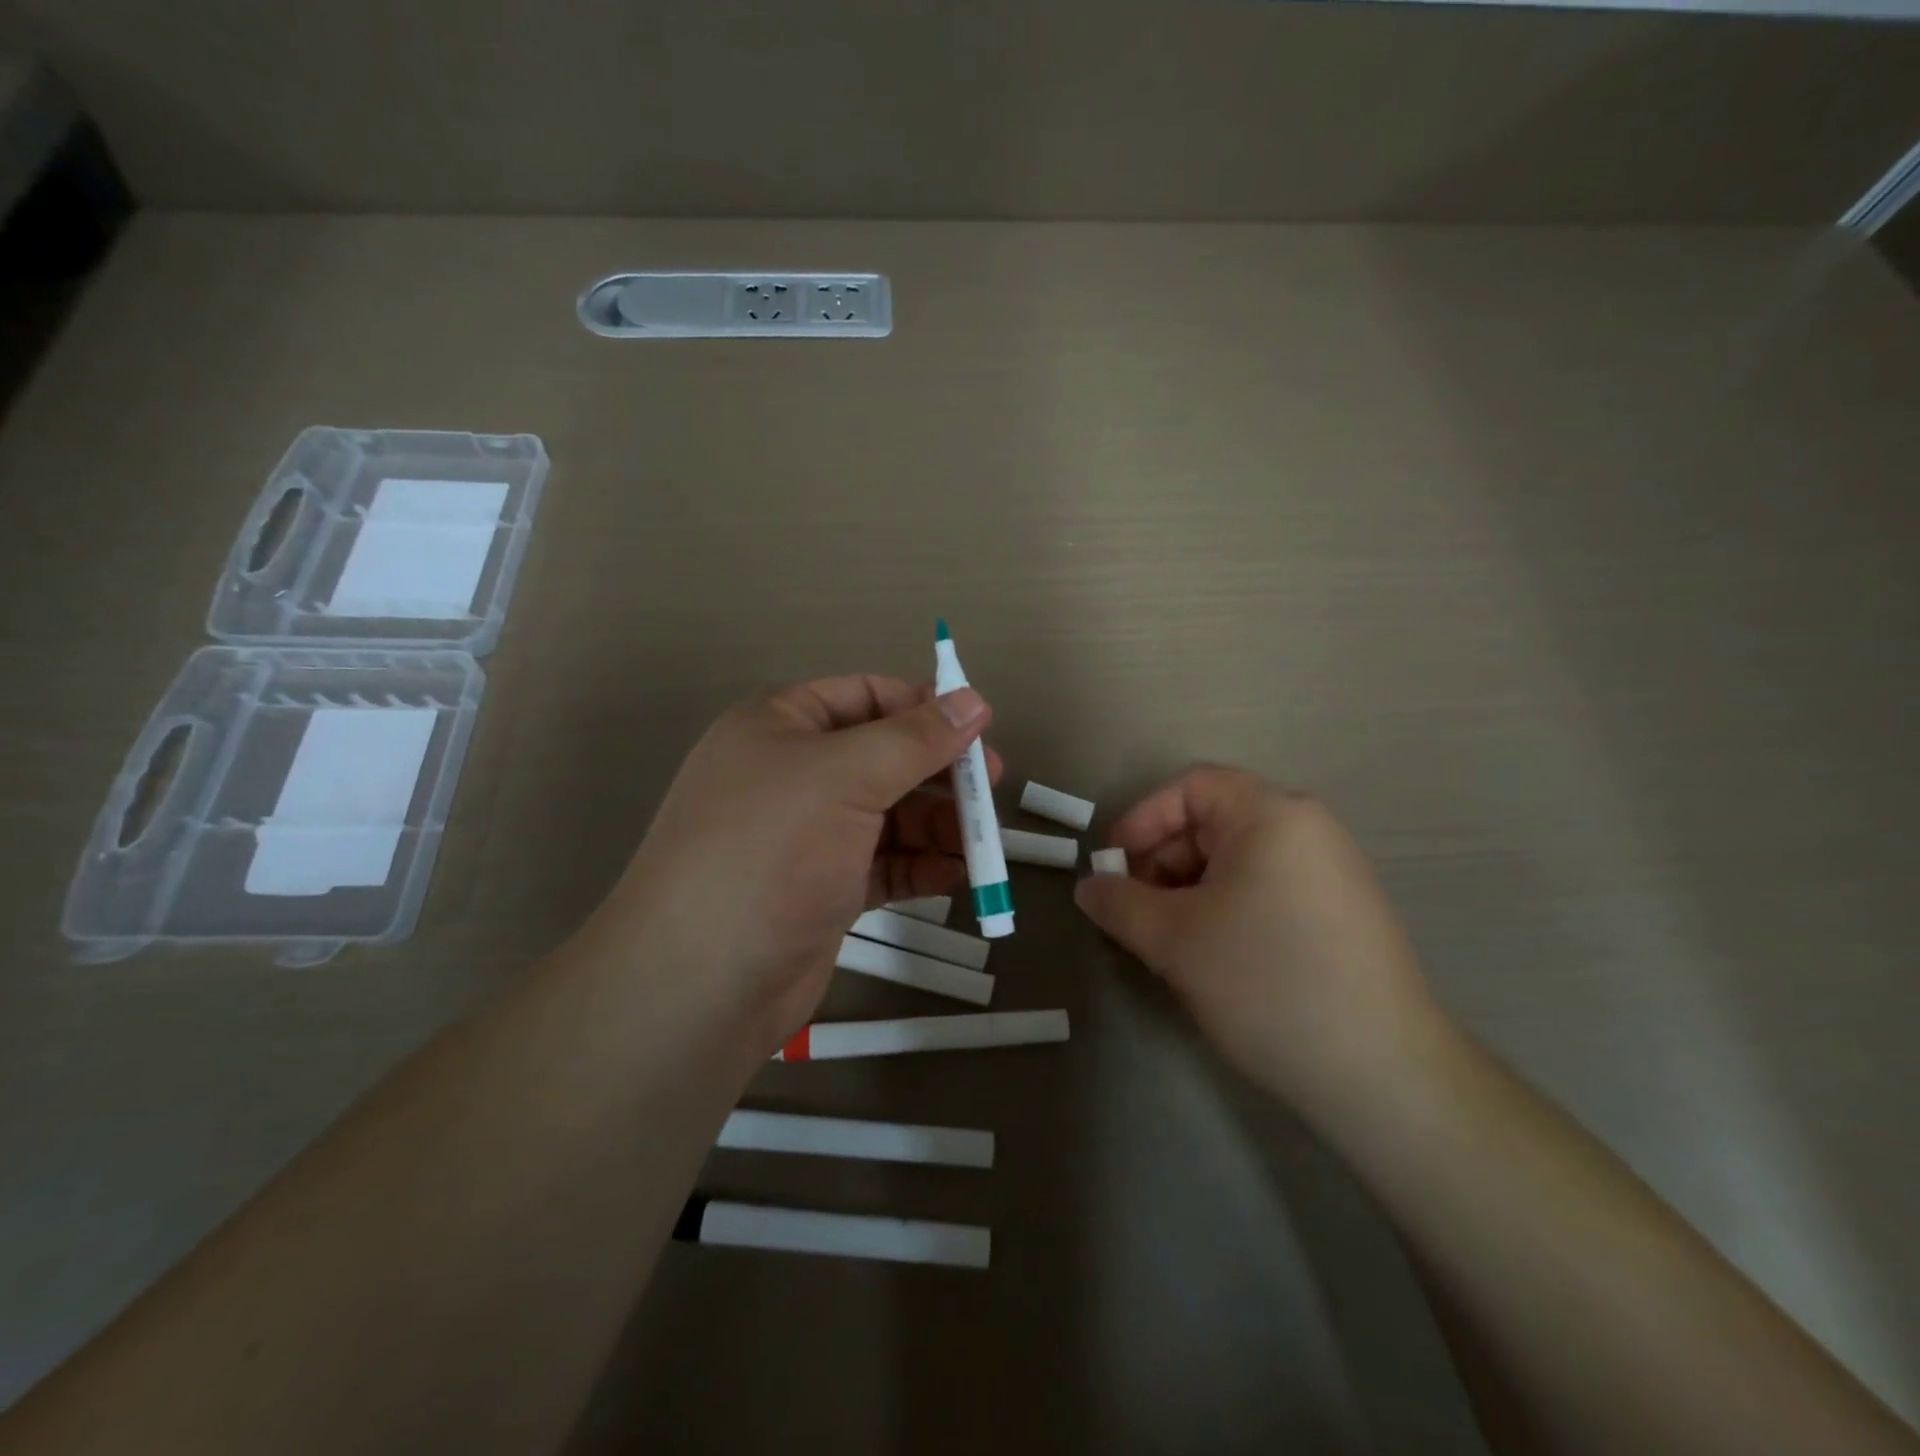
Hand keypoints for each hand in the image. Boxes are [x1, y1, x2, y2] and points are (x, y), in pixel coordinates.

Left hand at [578, 675, 996, 1051]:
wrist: (701, 982)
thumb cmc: (771, 851)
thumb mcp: (846, 777)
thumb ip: (915, 739)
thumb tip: (974, 700)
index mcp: (780, 726)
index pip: (864, 695)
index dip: (923, 707)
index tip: (979, 727)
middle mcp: (791, 774)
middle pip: (882, 757)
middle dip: (939, 773)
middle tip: (992, 788)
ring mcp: (805, 836)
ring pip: (887, 815)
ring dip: (937, 825)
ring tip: (983, 844)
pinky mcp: (820, 889)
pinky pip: (882, 863)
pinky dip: (919, 865)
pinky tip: (958, 876)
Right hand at [1074, 765, 1443, 1118]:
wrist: (1381, 1073)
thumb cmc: (1265, 982)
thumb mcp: (1173, 939)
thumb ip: (1119, 903)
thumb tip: (1088, 887)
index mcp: (1271, 815)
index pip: (1190, 788)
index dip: (1141, 820)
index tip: (1112, 868)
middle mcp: (1308, 829)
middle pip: (1214, 821)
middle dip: (1163, 860)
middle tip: (1136, 911)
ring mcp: (1333, 871)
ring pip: (1238, 859)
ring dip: (1190, 888)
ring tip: (1170, 940)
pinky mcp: (1344, 912)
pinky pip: (1268, 886)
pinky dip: (1227, 906)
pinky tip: (1215, 956)